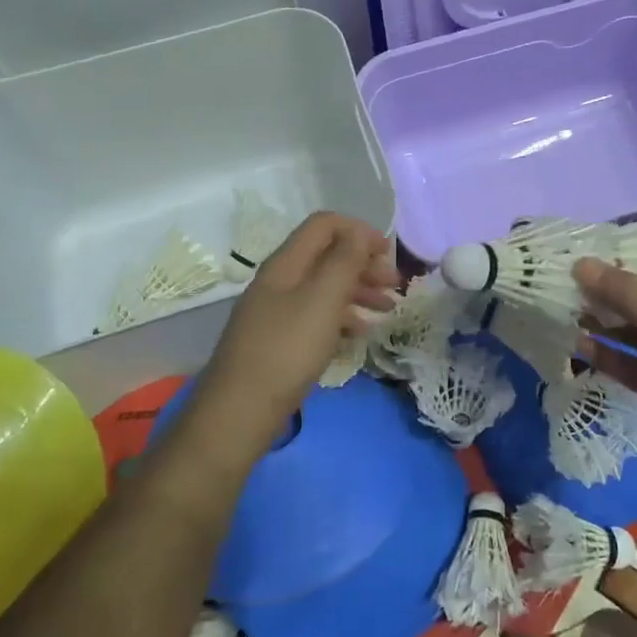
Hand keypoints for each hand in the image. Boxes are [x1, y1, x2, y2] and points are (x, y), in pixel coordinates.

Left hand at [192, 213, 397, 454]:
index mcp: (286, 263)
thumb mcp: (323, 300)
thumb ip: (344, 260)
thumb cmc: (287, 350)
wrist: (239, 412)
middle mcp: (280, 280)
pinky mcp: (280, 340)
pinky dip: (343, 317)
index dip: (359, 231)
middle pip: (327, 255)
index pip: (325, 225)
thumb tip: (360, 232)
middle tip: (396, 285)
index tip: (389, 254)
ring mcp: (277, 311)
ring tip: (388, 310)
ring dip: (359, 291)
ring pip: (325, 287)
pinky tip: (362, 333)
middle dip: (365, 264)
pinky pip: (317, 315)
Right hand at [573, 250, 636, 484]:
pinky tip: (577, 344)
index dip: (635, 249)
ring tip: (563, 306)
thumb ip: (625, 291)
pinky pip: (629, 362)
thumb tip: (580, 263)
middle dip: (609, 285)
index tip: (592, 244)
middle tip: (566, 275)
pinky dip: (606, 353)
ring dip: (602, 319)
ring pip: (633, 328)